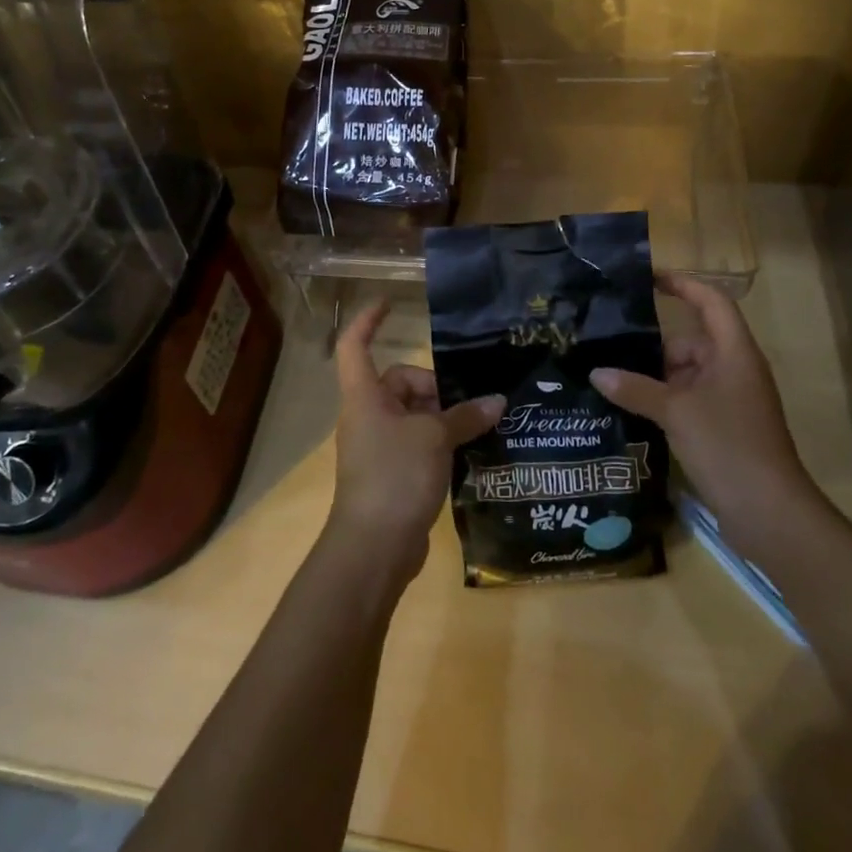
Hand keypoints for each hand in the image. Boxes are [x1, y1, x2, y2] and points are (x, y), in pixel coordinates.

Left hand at [329, 301, 503, 580]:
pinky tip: (470, 455)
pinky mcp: (391, 474)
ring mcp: (378, 447)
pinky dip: (441, 444)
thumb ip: (465, 416)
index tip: (390, 303)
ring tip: (478, 428)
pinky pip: (418, 444)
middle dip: (435, 389)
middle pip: (400, 383)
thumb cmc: (396, 476)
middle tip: (468, 407)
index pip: (354, 345)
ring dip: (444, 419)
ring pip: (414, 416)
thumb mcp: (435, 438)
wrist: (374, 548)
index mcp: (365, 396)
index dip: (368, 321)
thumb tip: (497, 401)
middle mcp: (367, 416)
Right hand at [591, 273, 820, 526]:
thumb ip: (635, 388)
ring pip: (685, 374)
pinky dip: (663, 401)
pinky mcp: (723, 428)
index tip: (648, 278)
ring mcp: (730, 400)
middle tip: (608, 345)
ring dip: (653, 377)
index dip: (683, 284)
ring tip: (610, 378)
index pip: (711, 301)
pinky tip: (630, 409)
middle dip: (653, 345)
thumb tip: (597, 373)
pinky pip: (688, 400)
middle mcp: (734, 369)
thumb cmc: (728, 446)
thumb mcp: (675, 412)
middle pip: (691, 340)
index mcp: (733, 352)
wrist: (770, 514)